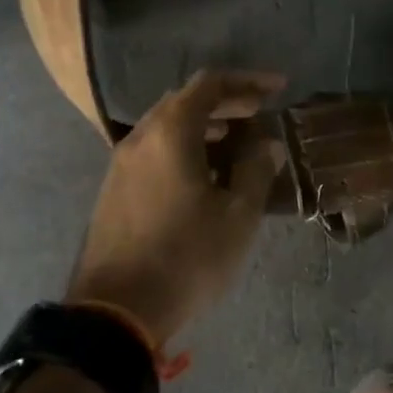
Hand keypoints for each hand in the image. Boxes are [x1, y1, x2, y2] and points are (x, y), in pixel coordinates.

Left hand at [67, 69, 287, 347]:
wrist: (115, 311)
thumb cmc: (186, 258)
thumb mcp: (237, 216)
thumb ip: (255, 170)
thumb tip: (268, 144)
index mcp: (170, 133)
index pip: (210, 84)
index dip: (248, 81)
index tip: (279, 89)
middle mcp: (140, 137)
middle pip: (184, 100)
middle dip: (226, 102)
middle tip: (259, 114)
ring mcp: (121, 163)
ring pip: (166, 126)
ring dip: (203, 125)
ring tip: (236, 143)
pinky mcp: (114, 189)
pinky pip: (153, 150)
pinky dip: (183, 146)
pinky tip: (203, 173)